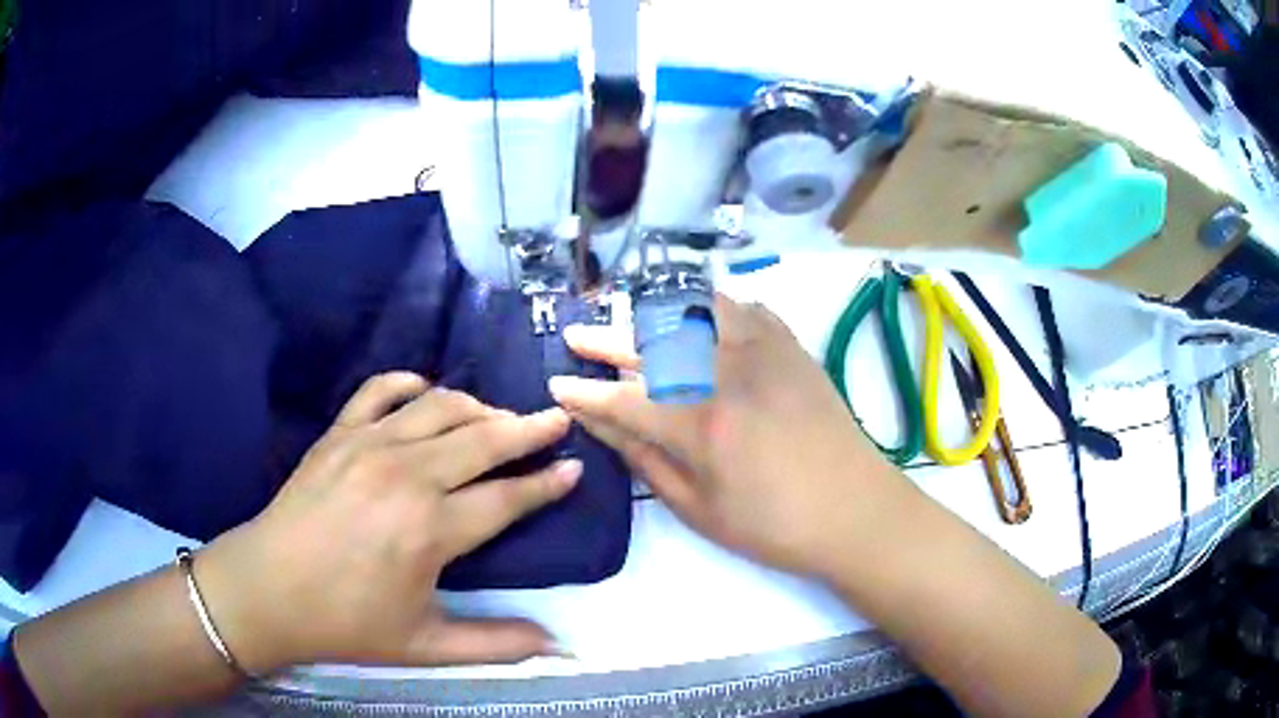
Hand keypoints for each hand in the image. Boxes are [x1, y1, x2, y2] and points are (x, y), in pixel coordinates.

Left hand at [195, 373, 579, 672]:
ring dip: (479, 407)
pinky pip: (380, 390)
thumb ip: (497, 644)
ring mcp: (369, 446)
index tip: (573, 466)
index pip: (507, 497)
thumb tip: (561, 647)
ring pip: (441, 407)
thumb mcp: (425, 645)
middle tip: (556, 420)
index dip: (546, 483)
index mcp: (431, 530)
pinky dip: (410, 383)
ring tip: (499, 417)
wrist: (268, 590)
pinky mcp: (339, 433)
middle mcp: (407, 476)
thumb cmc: (347, 622)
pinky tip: (426, 391)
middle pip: (484, 438)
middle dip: (528, 428)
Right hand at [550, 297, 917, 580]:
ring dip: (655, 311)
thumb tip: (602, 425)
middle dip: (605, 340)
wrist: (855, 510)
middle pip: (651, 343)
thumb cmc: (773, 525)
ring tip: (633, 320)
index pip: (623, 398)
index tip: (556, 383)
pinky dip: (713, 307)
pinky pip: (744, 308)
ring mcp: (763, 351)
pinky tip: (699, 317)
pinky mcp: (791, 346)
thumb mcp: (699, 508)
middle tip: (576, 337)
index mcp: (700, 423)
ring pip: (695, 309)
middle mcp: (726, 372)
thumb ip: (645, 460)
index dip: (585, 392)